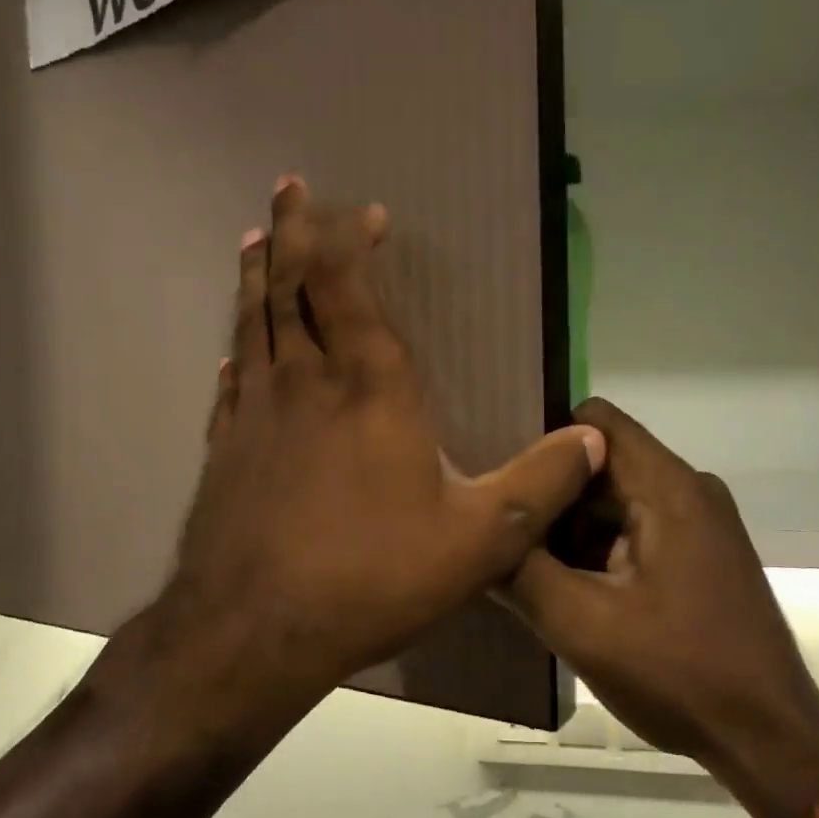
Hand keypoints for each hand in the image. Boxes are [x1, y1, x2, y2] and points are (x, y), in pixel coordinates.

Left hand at [146, 178, 604, 715]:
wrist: (255, 631)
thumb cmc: (372, 577)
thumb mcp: (482, 540)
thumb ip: (541, 484)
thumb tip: (594, 438)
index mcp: (370, 390)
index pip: (353, 289)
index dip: (352, 242)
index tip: (363, 211)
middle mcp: (307, 384)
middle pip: (293, 288)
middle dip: (295, 232)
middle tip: (290, 186)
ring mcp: (255, 415)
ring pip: (253, 324)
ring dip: (257, 277)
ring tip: (256, 240)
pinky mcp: (224, 451)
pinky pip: (229, 384)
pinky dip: (235, 354)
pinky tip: (232, 352)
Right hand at [502, 399, 818, 817]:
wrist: (767, 737)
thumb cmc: (678, 674)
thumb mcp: (581, 624)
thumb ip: (520, 570)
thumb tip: (478, 536)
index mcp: (668, 488)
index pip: (594, 421)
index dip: (542, 440)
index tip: (501, 478)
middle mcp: (689, 490)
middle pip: (600, 463)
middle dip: (549, 495)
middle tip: (497, 532)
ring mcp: (699, 524)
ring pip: (615, 501)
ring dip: (570, 530)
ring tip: (519, 566)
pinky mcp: (701, 555)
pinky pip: (636, 531)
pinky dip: (598, 551)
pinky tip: (564, 589)